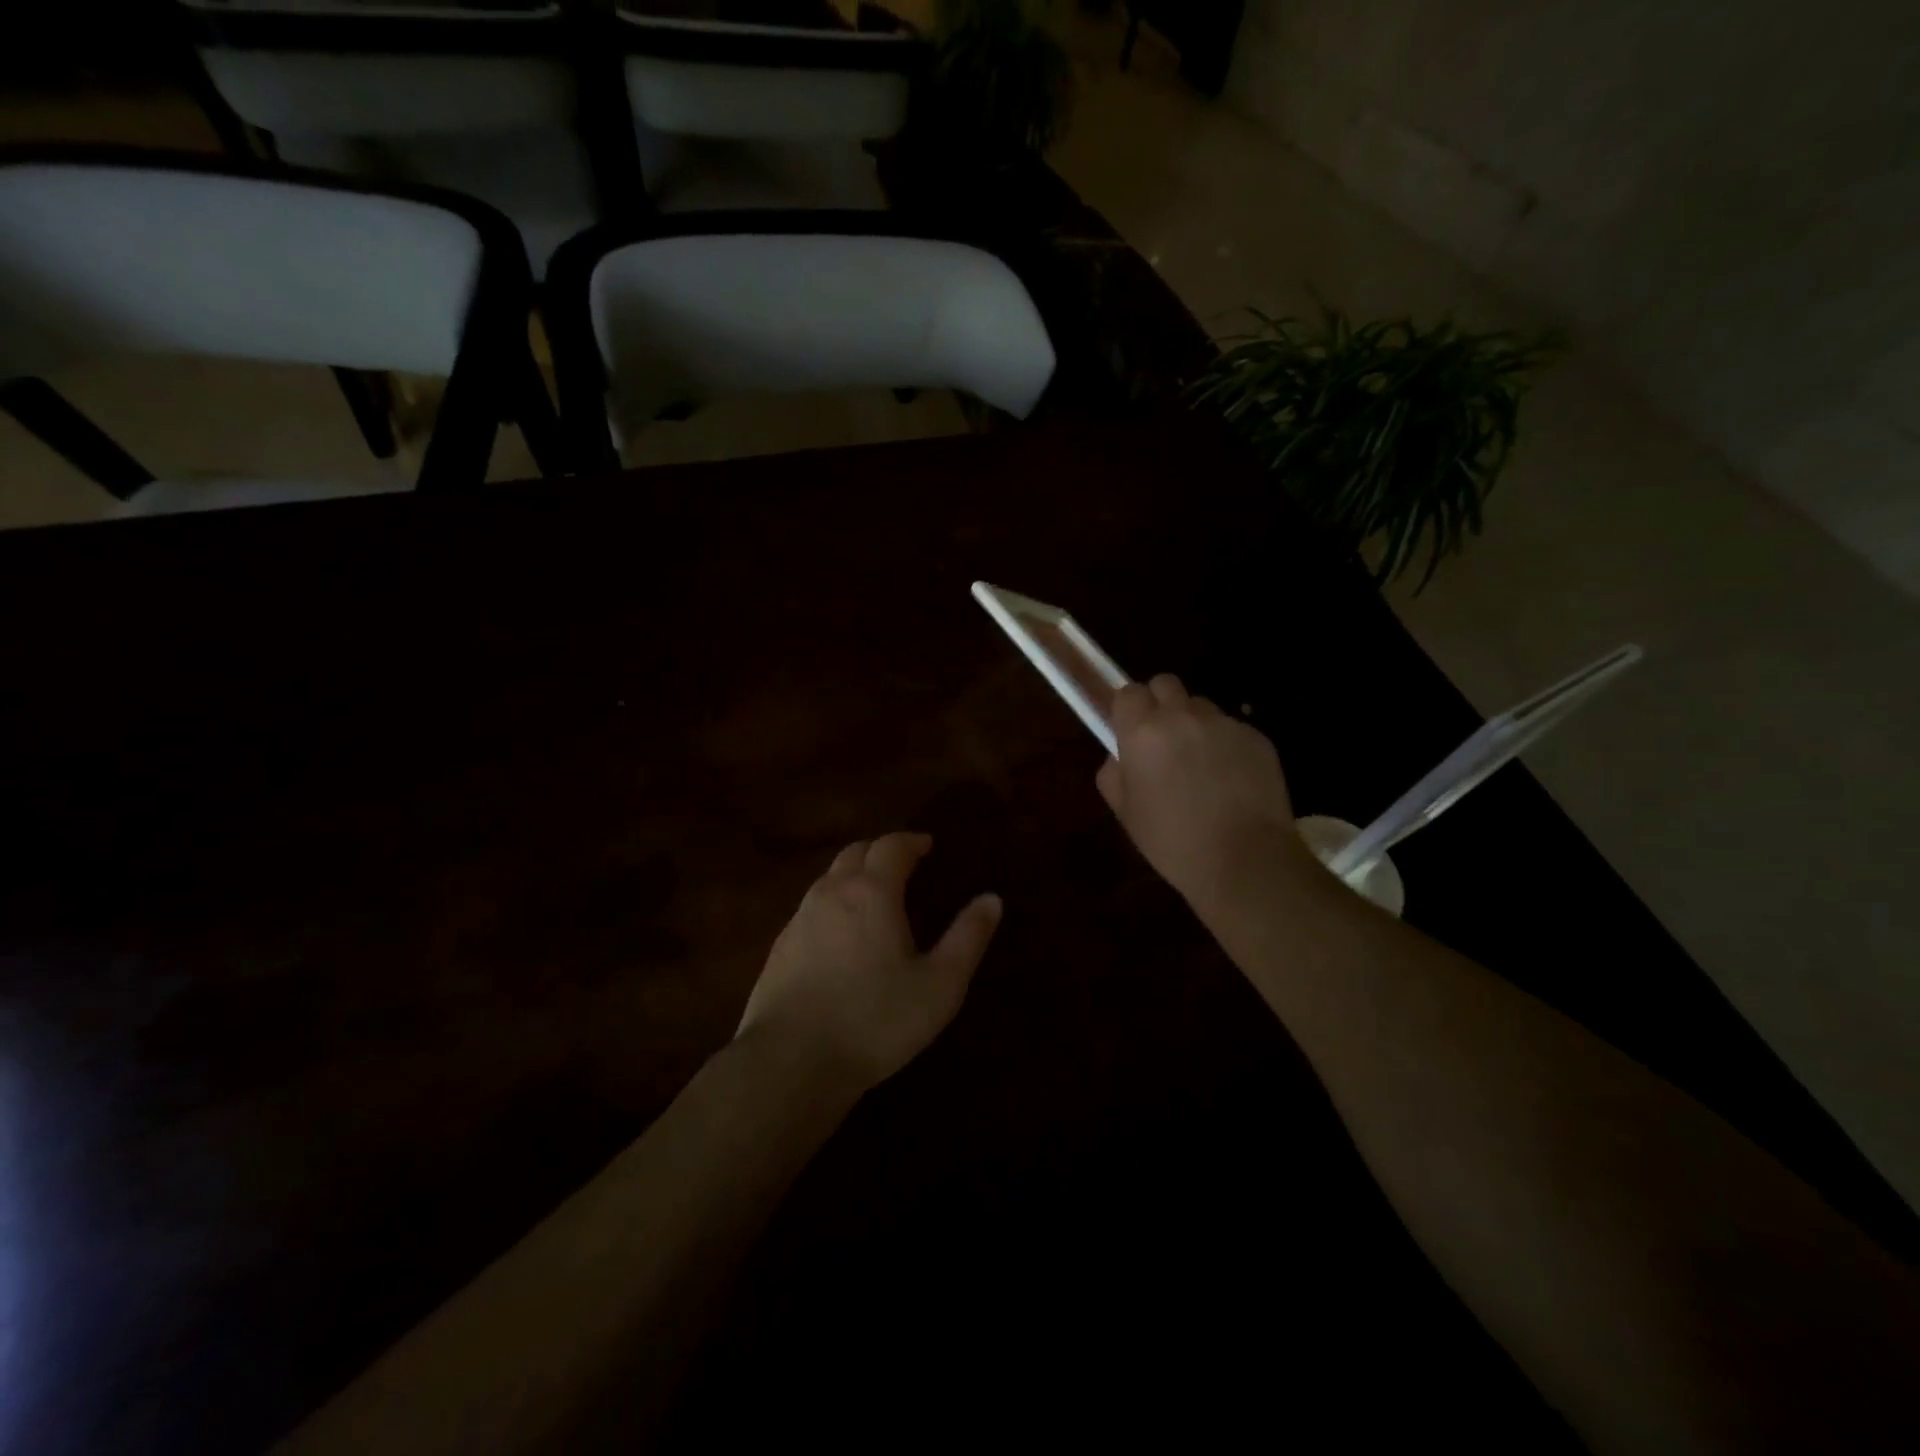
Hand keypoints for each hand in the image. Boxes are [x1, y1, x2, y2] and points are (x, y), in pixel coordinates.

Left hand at [737, 833, 1002, 1092]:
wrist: (790, 1061)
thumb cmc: (876, 1020)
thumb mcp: (939, 985)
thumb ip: (968, 937)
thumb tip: (992, 898)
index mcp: (872, 892)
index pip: (892, 846)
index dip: (911, 841)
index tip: (927, 845)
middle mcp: (832, 893)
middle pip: (855, 853)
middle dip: (881, 851)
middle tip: (903, 864)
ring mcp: (799, 919)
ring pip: (828, 879)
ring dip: (854, 875)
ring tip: (874, 895)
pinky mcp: (778, 948)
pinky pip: (810, 908)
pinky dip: (832, 904)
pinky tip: (840, 935)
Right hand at [1097, 675, 1309, 908]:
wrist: (1245, 861)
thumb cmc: (1173, 842)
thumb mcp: (1126, 813)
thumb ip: (1113, 774)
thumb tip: (1120, 758)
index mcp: (1143, 732)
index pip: (1128, 692)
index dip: (1128, 710)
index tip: (1129, 732)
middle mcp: (1183, 717)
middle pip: (1165, 684)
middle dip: (1160, 704)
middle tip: (1162, 741)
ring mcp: (1224, 724)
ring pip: (1200, 706)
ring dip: (1194, 724)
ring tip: (1200, 764)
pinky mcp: (1257, 737)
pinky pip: (1231, 728)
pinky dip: (1225, 744)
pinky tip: (1230, 780)